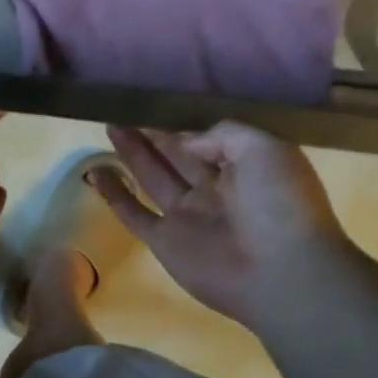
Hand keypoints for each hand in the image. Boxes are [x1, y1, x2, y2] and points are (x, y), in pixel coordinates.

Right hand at [91, 122, 348, 332]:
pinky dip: (113, 194)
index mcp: (244, 169)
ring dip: (132, 154)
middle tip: (124, 110)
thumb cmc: (280, 204)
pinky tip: (94, 172)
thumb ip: (222, 135)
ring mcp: (187, 217)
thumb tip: (187, 142)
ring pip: (152, 178)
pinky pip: (133, 213)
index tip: (156, 104)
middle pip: (176, 156)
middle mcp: (213, 190)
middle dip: (152, 134)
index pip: (206, 140)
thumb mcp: (264, 148)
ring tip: (110, 127)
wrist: (282, 273)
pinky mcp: (164, 241)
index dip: (181, 123)